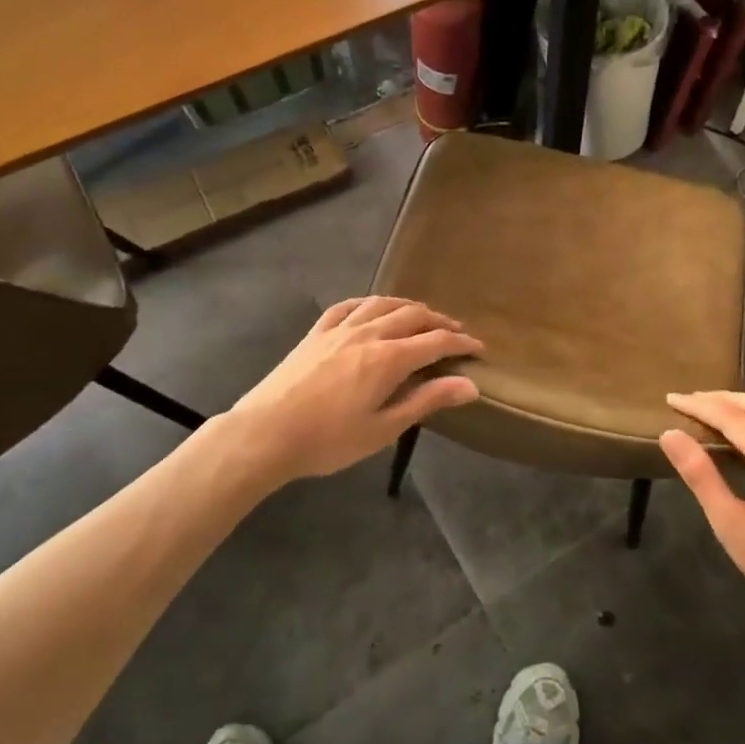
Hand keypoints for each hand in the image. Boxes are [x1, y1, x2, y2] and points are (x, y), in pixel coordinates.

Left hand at [226, 297, 482, 483]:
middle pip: (413, 315)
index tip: (479, 348)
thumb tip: (470, 385)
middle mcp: (368, 333)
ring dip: (408, 307)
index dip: (462, 342)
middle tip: (456, 333)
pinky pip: (348, 306)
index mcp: (389, 358)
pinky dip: (369, 303)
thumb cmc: (328, 440)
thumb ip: (427, 401)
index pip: (436, 341)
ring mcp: (339, 329)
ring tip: (421, 316)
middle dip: (440, 321)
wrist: (265, 434)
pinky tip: (373, 308)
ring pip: (382, 304)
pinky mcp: (316, 333)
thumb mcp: (384, 428)